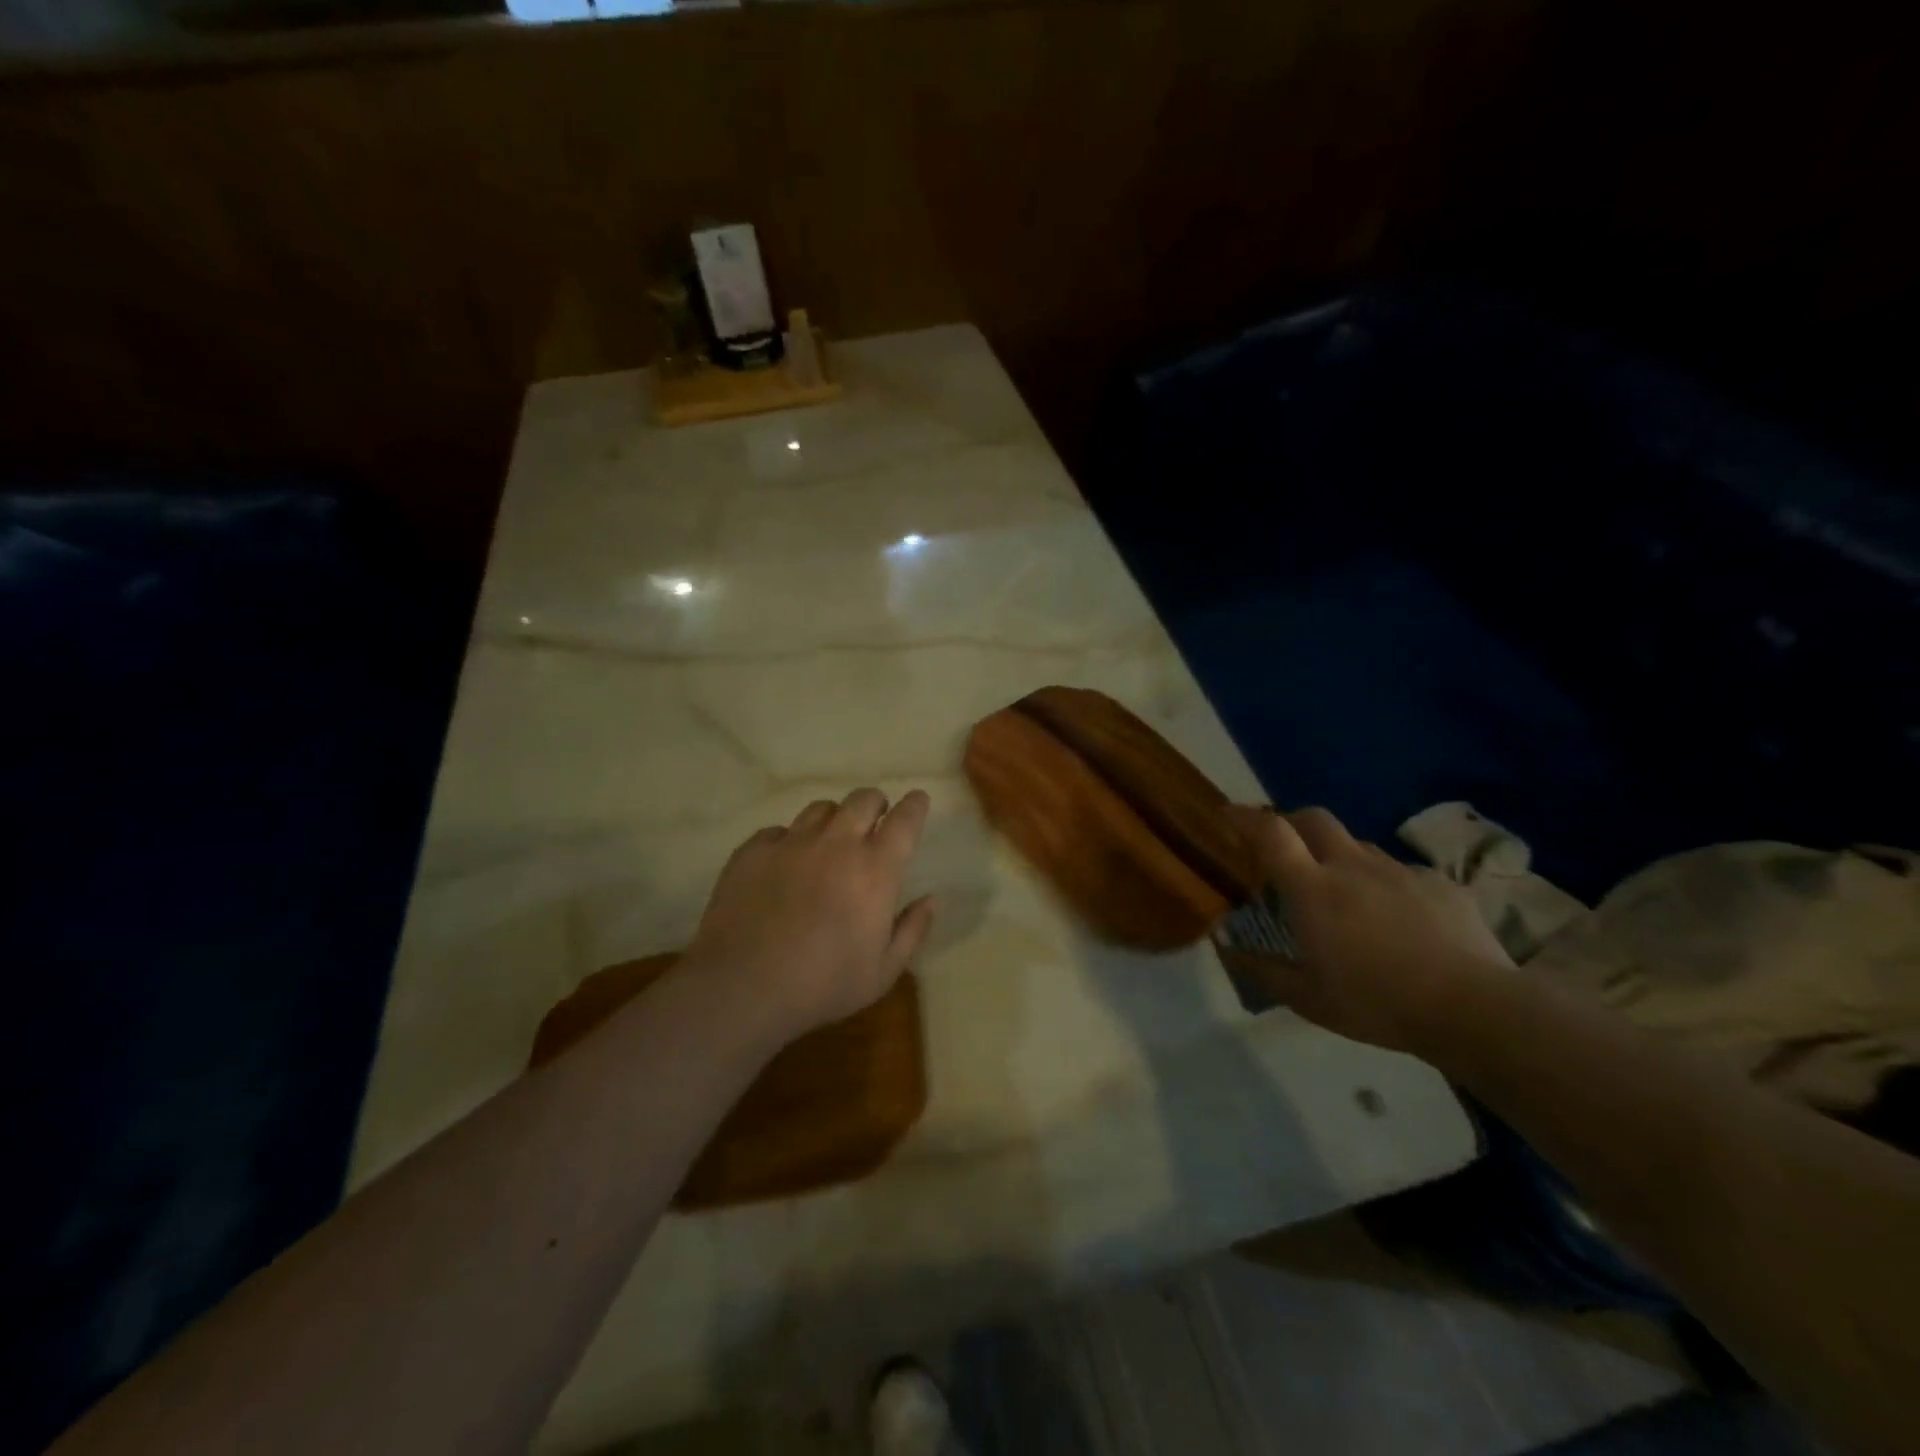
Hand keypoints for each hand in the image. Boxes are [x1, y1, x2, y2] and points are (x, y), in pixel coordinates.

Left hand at [686, 788, 936, 1039]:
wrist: (744, 986)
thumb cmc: (824, 984)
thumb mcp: (883, 972)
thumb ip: (912, 930)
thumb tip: (931, 900)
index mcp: (875, 869)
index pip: (904, 820)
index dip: (914, 805)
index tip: (917, 801)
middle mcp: (836, 844)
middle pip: (863, 799)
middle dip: (874, 803)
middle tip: (874, 820)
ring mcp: (791, 843)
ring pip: (820, 809)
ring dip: (833, 819)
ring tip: (829, 840)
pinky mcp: (753, 851)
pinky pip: (778, 831)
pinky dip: (788, 841)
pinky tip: (783, 863)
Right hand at [1216, 805, 1512, 1053]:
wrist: (1474, 1009)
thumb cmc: (1377, 1003)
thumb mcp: (1308, 998)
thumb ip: (1261, 969)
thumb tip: (1225, 947)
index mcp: (1313, 888)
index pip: (1270, 833)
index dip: (1245, 817)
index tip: (1227, 814)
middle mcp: (1351, 865)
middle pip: (1313, 819)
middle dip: (1291, 822)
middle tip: (1285, 847)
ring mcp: (1399, 871)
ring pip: (1358, 845)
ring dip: (1340, 856)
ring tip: (1344, 892)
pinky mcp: (1440, 883)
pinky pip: (1401, 873)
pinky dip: (1385, 885)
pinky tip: (1397, 919)